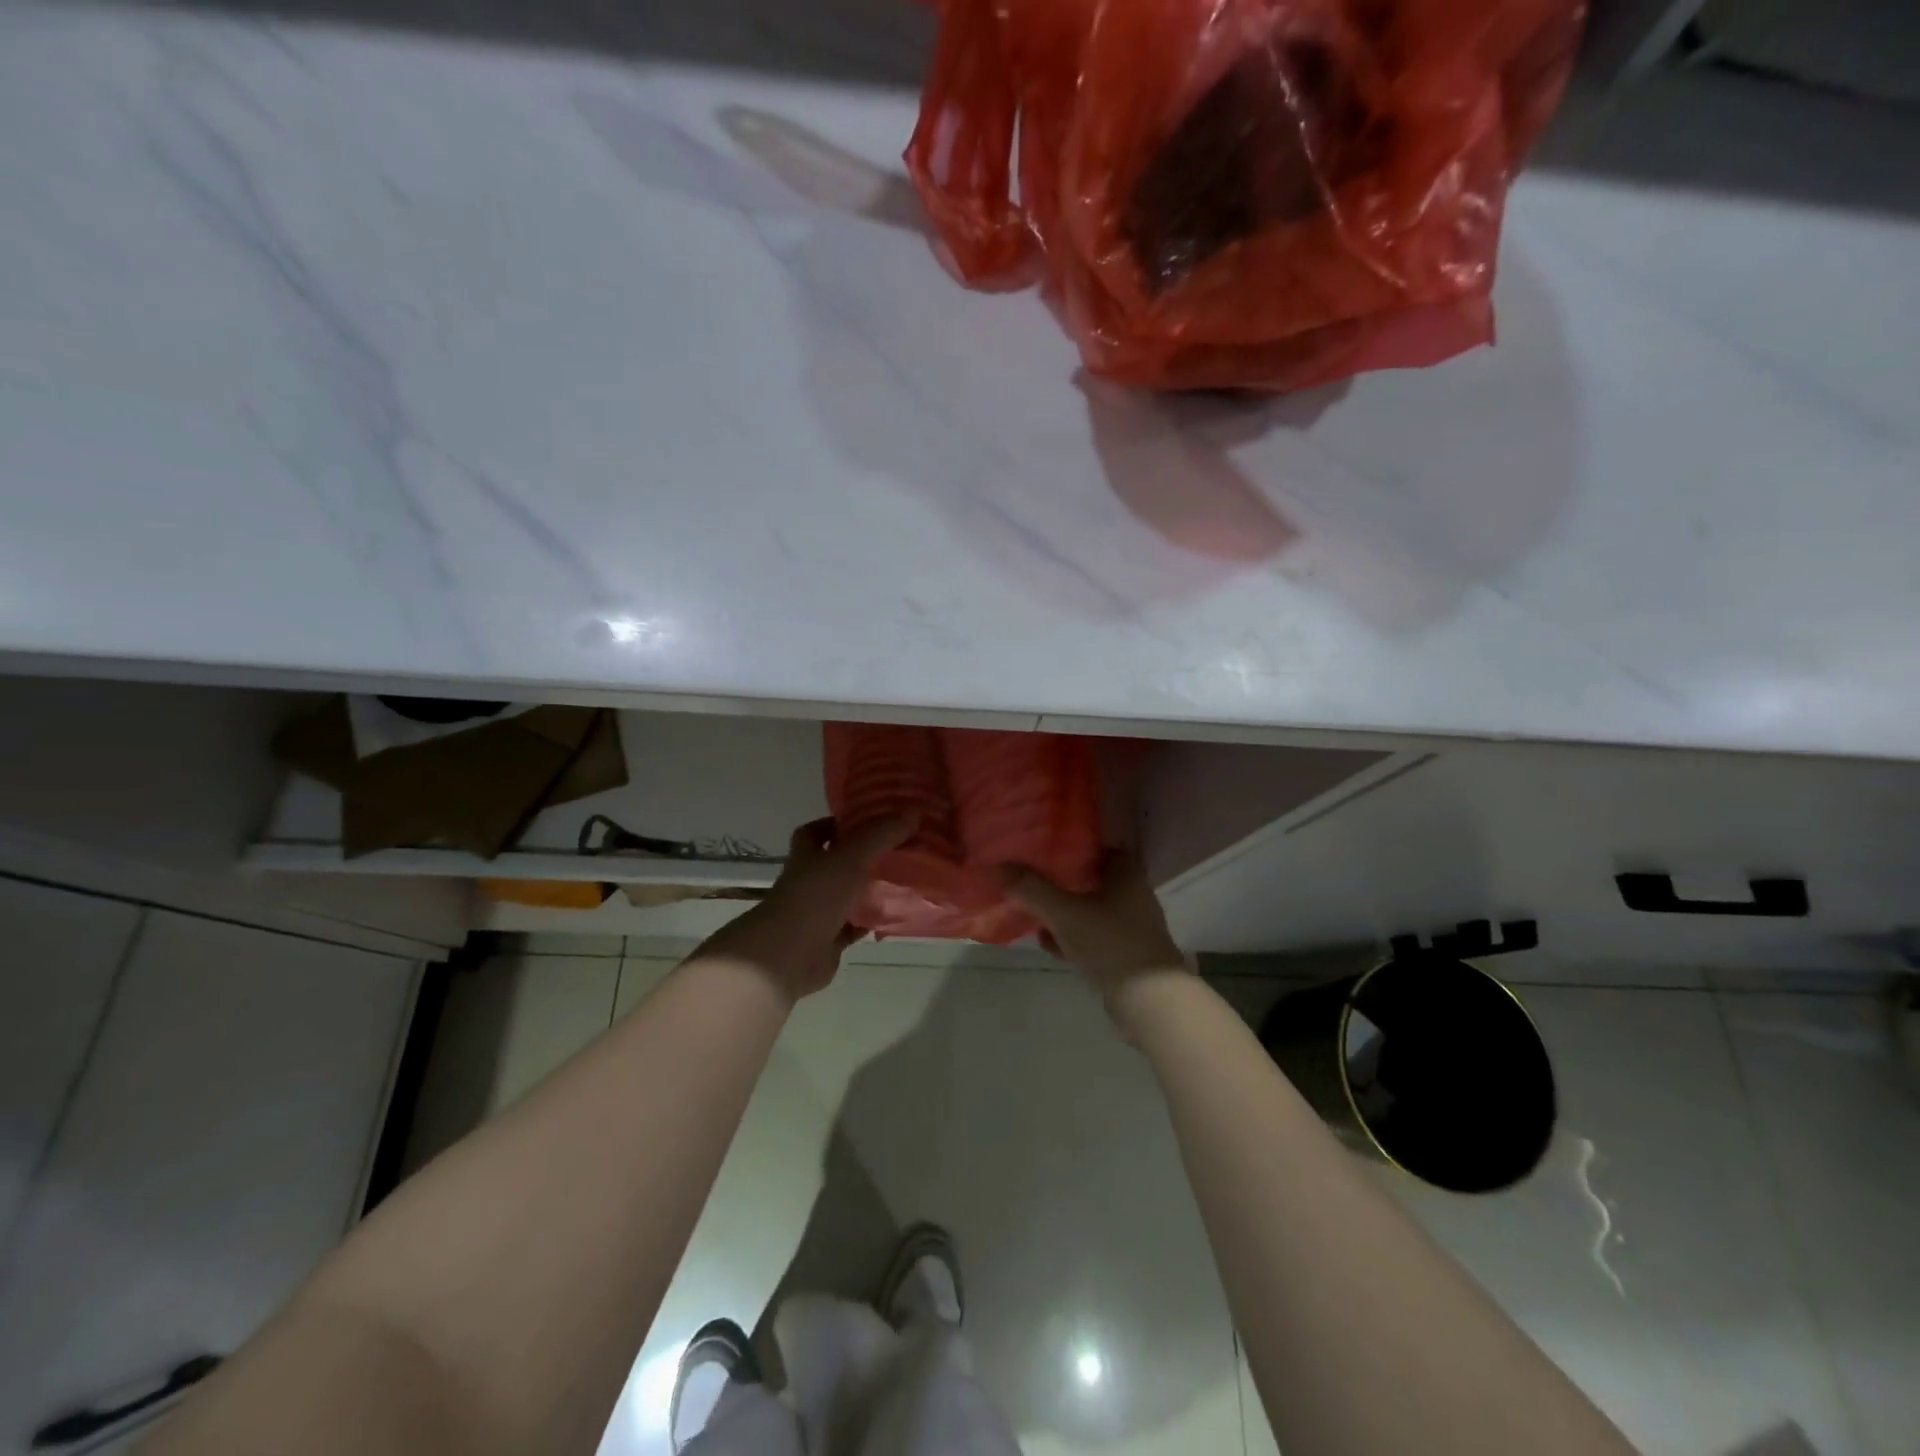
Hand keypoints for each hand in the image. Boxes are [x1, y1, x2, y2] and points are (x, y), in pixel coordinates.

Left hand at [703, 815, 912, 1002]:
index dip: (833, 825)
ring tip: (904, 879)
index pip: (813, 833)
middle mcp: (809, 882)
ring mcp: (817, 913)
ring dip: (869, 890)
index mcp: (806, 857)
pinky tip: (895, 915)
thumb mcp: (851, 856)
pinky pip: (854, 926)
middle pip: (834, 864)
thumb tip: (913, 812)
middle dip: (861, 857)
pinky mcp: (828, 941)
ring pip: (846, 896)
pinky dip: (871, 921)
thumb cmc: (815, 896)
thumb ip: (881, 834)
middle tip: (895, 848)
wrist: (788, 955)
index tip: (863, 820)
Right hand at [999, 849, 1190, 1004]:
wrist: (1149, 1001)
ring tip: (1035, 913)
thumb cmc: (1111, 944)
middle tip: (1034, 880)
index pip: (1103, 849)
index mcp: (1127, 876)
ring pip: (1092, 910)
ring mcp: (1131, 928)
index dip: (1077, 848)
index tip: (1048, 850)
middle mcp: (1133, 897)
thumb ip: (1032, 889)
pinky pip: (1094, 937)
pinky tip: (1050, 944)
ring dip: (1066, 912)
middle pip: (1094, 880)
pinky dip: (1073, 937)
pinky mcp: (1126, 955)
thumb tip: (998, 865)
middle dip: (1064, 882)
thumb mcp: (1065, 913)